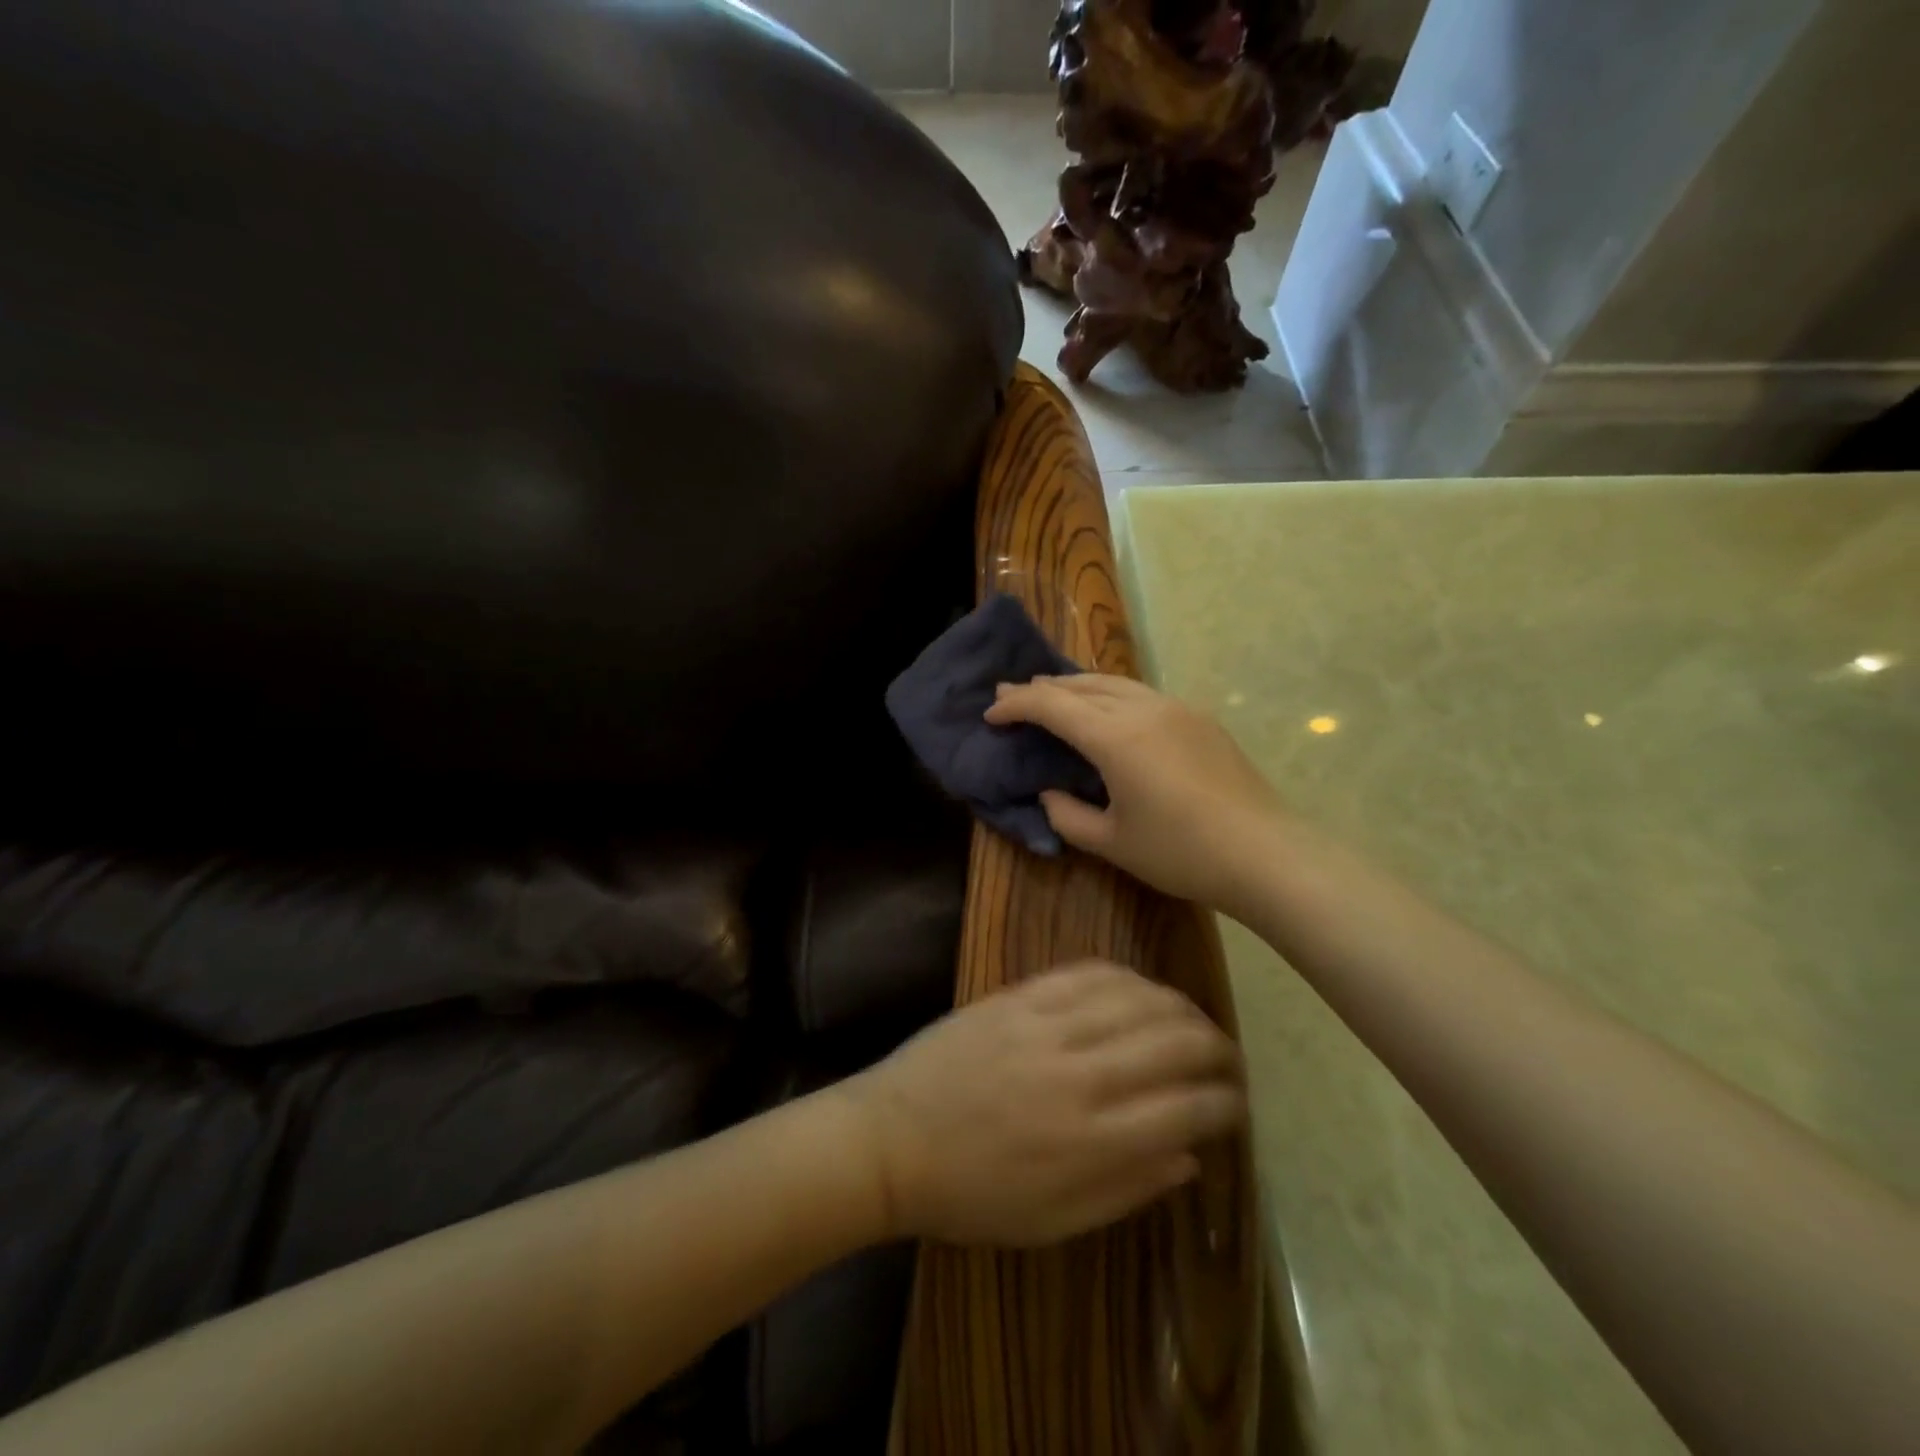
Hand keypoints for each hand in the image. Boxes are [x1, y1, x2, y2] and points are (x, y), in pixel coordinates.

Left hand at [842, 961, 1243, 1246]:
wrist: (891, 1140)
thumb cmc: (972, 1195)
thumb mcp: (1055, 1223)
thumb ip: (1129, 1188)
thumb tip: (1191, 1154)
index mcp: (1094, 1141)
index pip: (1188, 1107)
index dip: (1225, 1101)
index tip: (1235, 1101)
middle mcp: (1081, 1074)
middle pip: (1174, 1041)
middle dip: (1214, 1046)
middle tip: (1225, 1056)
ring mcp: (1047, 1026)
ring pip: (1137, 998)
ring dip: (1178, 1005)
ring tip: (1192, 1019)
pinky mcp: (1018, 996)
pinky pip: (1086, 973)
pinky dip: (1125, 977)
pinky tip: (1139, 987)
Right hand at [985, 674, 1287, 914]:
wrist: (1266, 854)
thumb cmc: (1181, 853)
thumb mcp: (1111, 843)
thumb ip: (1068, 815)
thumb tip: (1049, 793)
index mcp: (1116, 737)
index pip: (1052, 705)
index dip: (1016, 705)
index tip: (991, 713)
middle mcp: (1143, 709)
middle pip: (1081, 685)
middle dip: (1041, 688)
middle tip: (1010, 693)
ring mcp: (1176, 708)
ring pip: (1114, 682)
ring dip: (1076, 685)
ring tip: (1053, 692)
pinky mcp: (1199, 718)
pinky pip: (1141, 693)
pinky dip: (1109, 694)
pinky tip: (1107, 711)